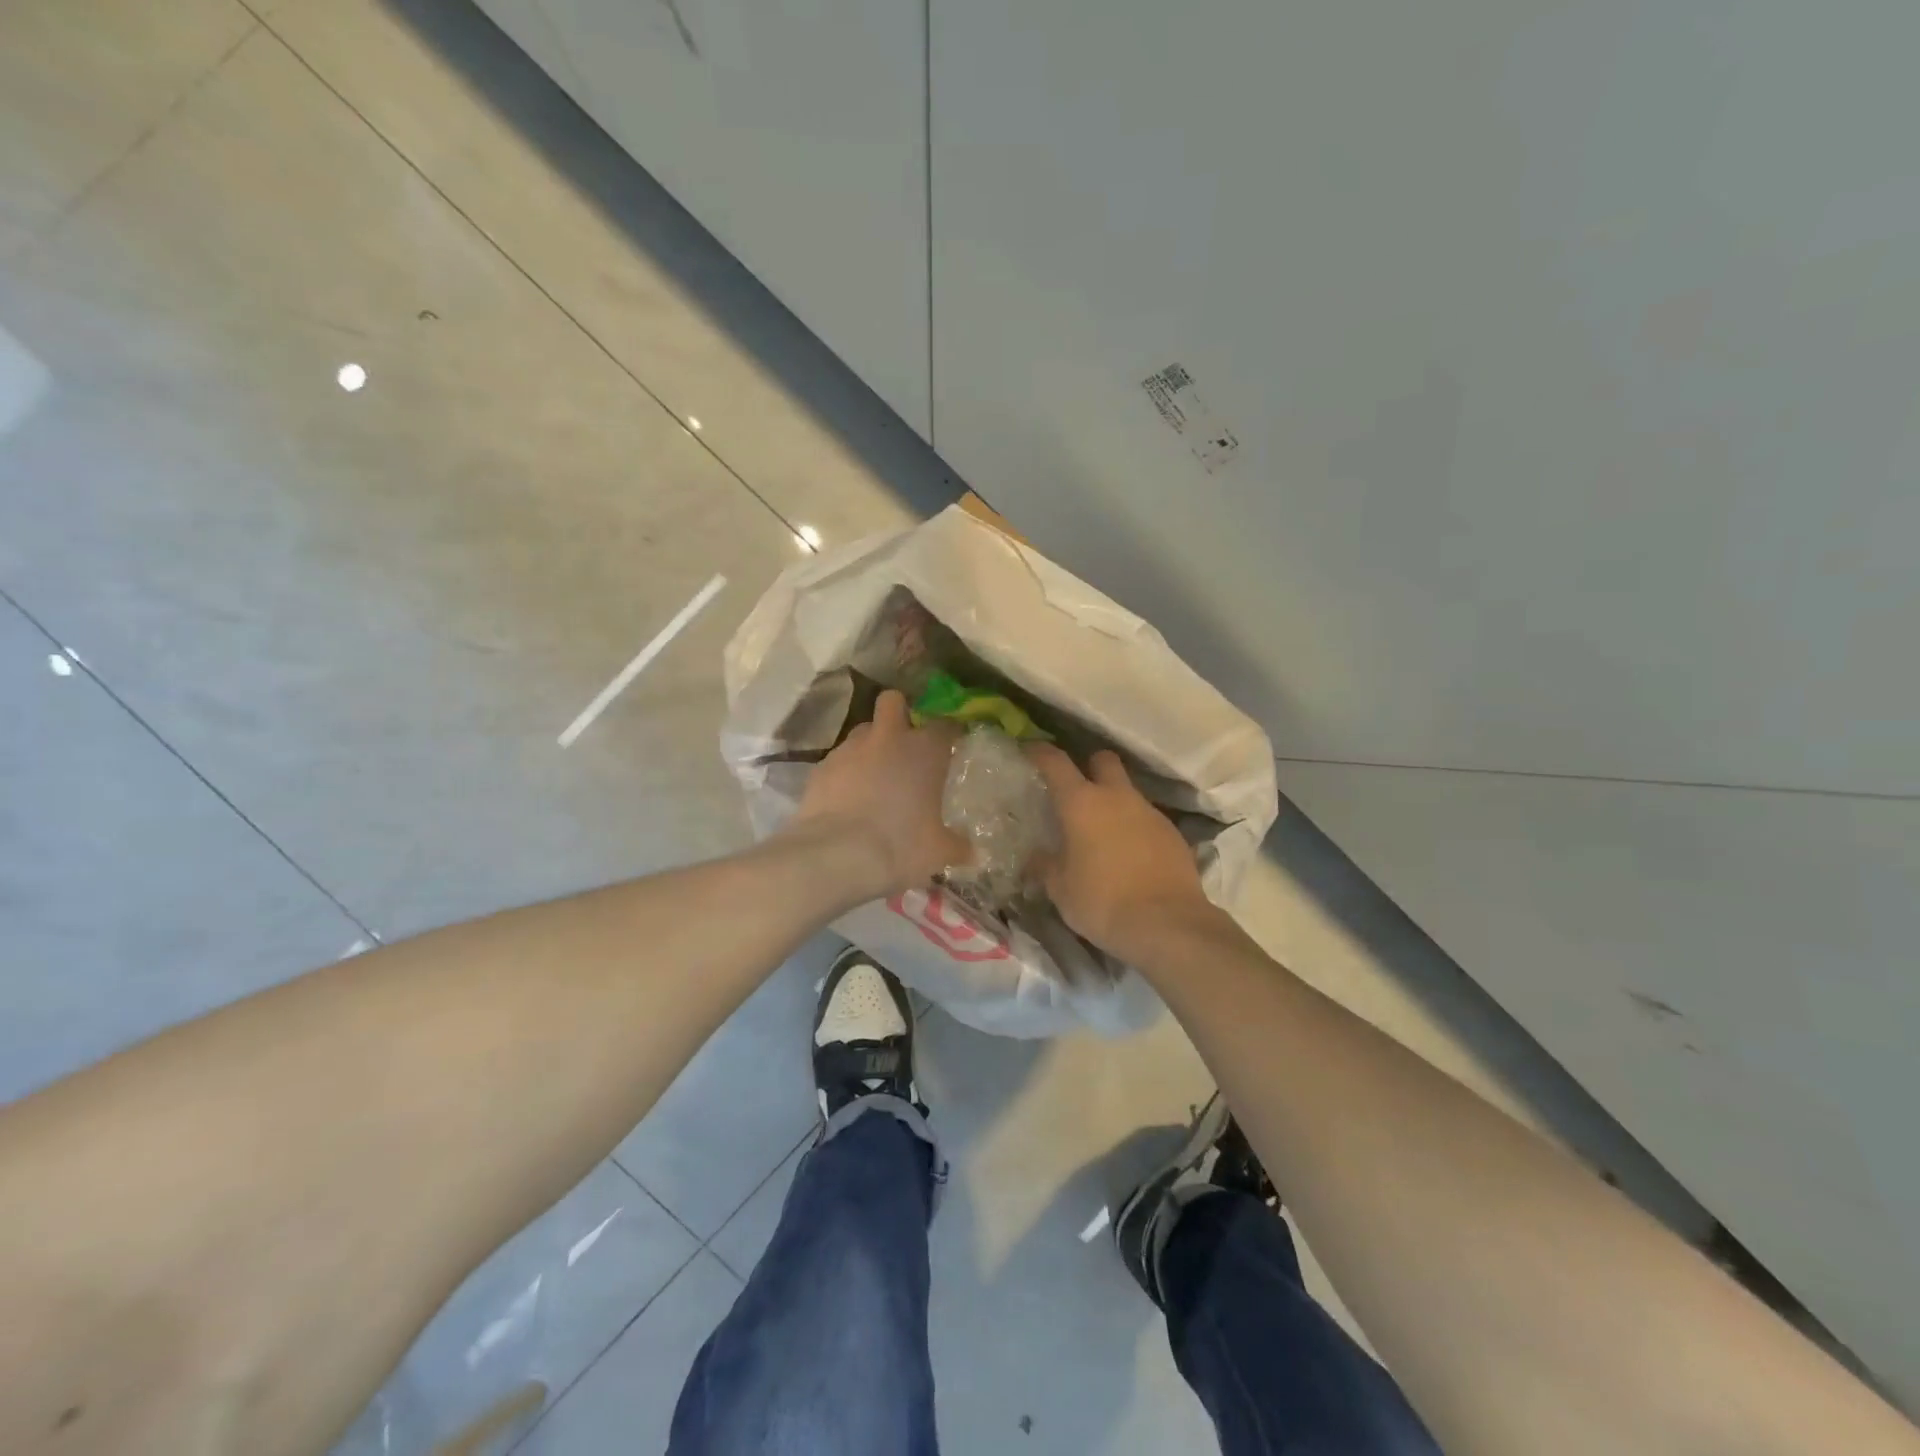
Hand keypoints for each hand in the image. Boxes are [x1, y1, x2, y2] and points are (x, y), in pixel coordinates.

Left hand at [787, 689, 967, 900]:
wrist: (836, 856)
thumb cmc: (901, 846)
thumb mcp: (939, 852)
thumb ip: (957, 845)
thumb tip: (970, 850)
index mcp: (925, 751)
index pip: (944, 725)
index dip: (949, 732)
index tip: (952, 744)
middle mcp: (888, 739)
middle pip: (893, 702)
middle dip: (899, 713)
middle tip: (905, 741)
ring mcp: (849, 749)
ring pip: (862, 731)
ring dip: (871, 745)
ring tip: (874, 775)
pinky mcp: (820, 767)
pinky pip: (838, 760)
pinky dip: (845, 772)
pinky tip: (847, 798)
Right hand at [1025, 744, 1218, 961]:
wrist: (1168, 924)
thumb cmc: (1102, 902)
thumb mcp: (1060, 889)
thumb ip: (1045, 865)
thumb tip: (1036, 856)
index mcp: (1082, 803)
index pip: (1055, 762)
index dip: (1039, 752)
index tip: (1029, 750)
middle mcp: (1117, 797)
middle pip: (1103, 760)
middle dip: (1089, 766)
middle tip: (1076, 790)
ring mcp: (1149, 812)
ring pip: (1128, 791)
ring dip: (1113, 801)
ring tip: (1102, 832)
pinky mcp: (1173, 833)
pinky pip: (1147, 818)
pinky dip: (1134, 827)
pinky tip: (1129, 855)